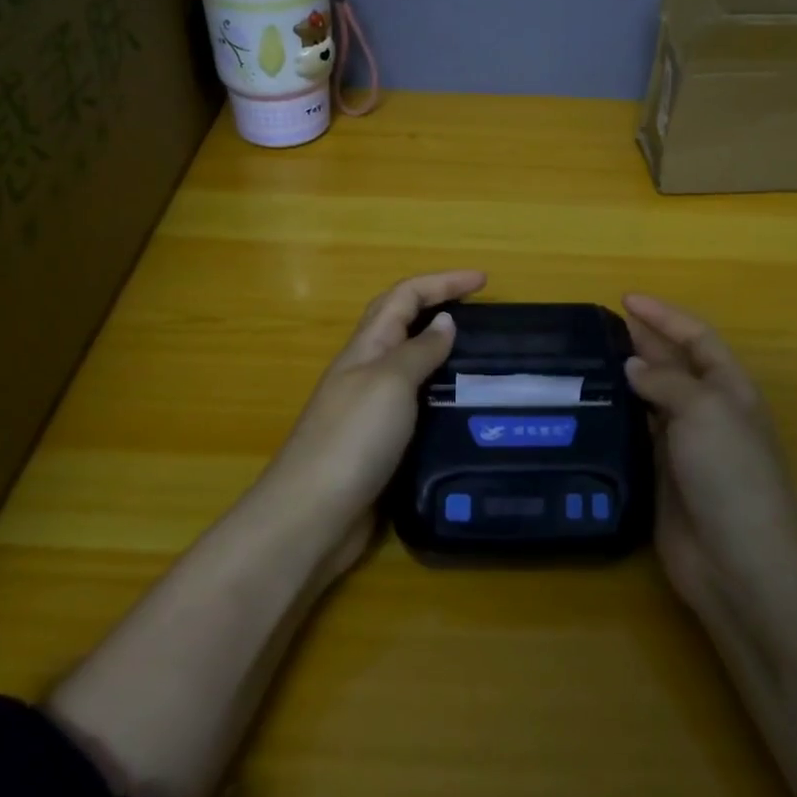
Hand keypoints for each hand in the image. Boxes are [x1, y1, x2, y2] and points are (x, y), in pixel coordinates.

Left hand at [264, 269, 485, 569]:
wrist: (313, 515)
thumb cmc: (352, 439)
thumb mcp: (390, 382)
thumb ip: (419, 350)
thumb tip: (444, 321)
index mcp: (366, 347)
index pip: (404, 296)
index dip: (442, 282)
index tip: (484, 280)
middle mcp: (366, 371)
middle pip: (401, 323)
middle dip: (438, 305)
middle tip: (481, 311)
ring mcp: (370, 409)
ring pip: (410, 365)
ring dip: (441, 351)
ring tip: (482, 357)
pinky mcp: (380, 445)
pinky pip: (415, 405)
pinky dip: (439, 395)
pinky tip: (463, 410)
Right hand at [622, 293, 796, 616]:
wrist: (739, 562)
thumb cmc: (730, 474)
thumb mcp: (704, 411)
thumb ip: (666, 381)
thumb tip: (633, 365)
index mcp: (730, 389)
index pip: (696, 337)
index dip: (664, 316)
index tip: (626, 299)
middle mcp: (708, 413)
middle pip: (674, 365)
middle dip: (644, 341)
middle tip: (600, 325)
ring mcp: (685, 447)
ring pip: (652, 400)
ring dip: (627, 378)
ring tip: (588, 360)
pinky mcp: (661, 477)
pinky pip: (637, 435)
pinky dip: (618, 418)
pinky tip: (591, 409)